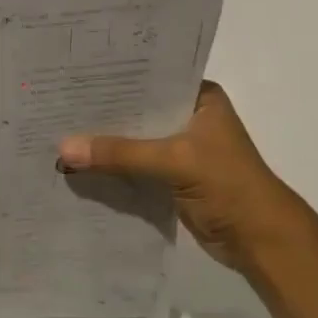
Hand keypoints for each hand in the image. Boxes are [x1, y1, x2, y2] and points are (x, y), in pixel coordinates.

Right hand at [57, 81, 305, 273]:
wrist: (262, 242)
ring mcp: (179, 149)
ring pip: (131, 140)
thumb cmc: (230, 187)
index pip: (149, 78)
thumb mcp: (174, 162)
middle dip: (100, 113)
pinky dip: (109, 167)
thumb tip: (63, 149)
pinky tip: (75, 164)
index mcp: (199, 99)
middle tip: (55, 104)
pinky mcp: (170, 177)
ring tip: (55, 132)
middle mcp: (188, 118)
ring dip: (102, 143)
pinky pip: (131, 166)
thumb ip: (120, 153)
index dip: (112, 78)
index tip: (71, 75)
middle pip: (136, 110)